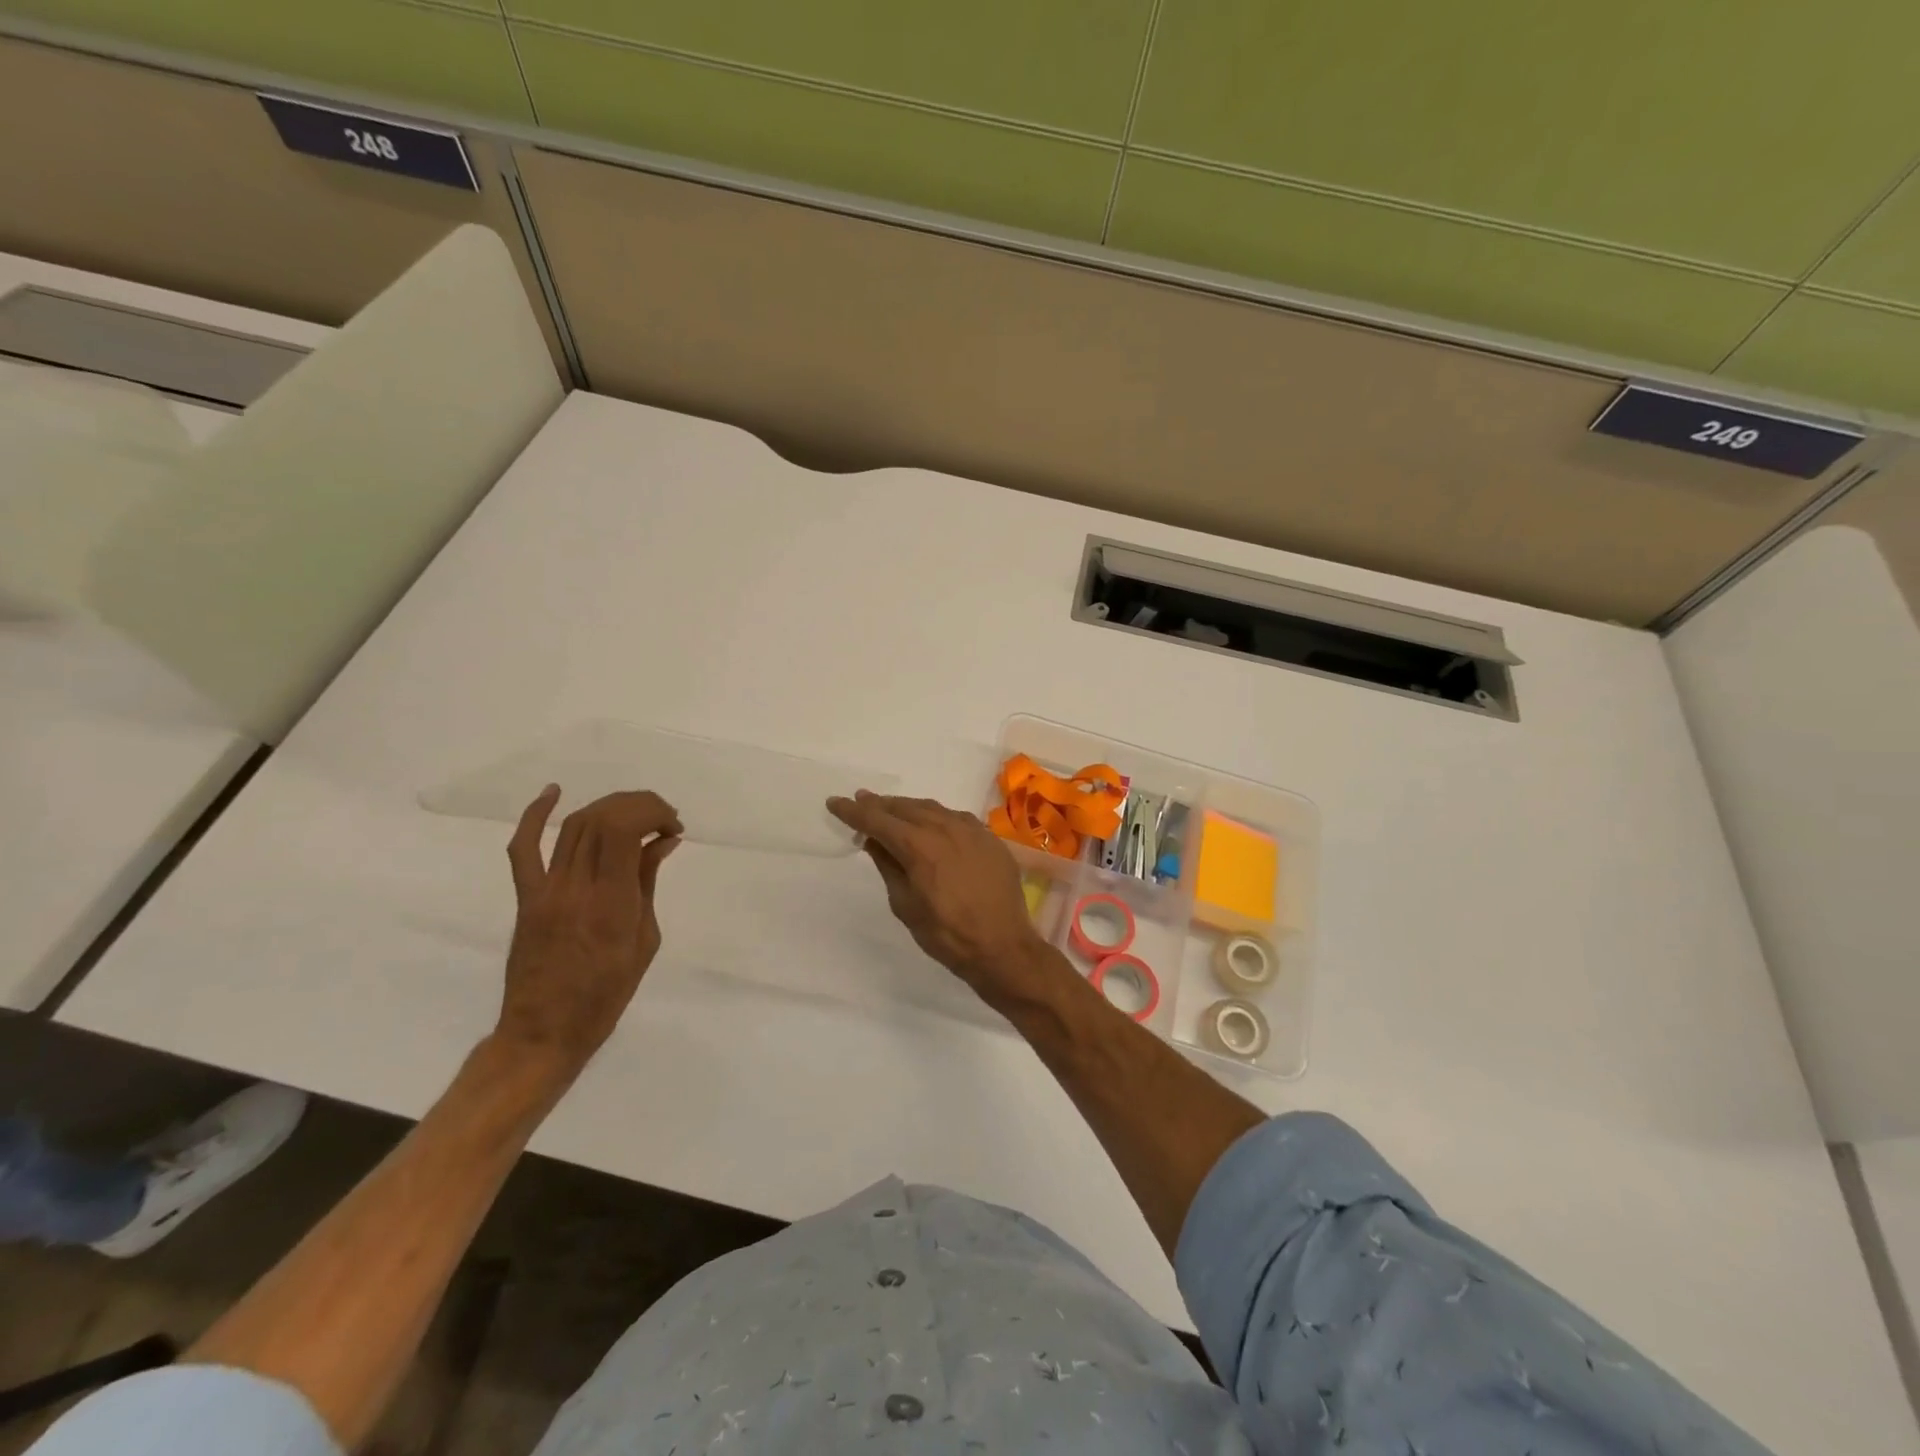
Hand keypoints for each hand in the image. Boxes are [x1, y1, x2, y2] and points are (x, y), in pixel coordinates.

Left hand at [495, 785, 682, 1079]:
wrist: (545, 1031)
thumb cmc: (607, 994)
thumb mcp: (644, 939)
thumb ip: (647, 884)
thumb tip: (662, 842)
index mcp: (611, 903)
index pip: (623, 829)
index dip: (652, 812)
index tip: (673, 827)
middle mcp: (575, 888)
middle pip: (601, 819)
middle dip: (639, 805)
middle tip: (662, 819)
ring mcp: (546, 890)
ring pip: (573, 825)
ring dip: (609, 808)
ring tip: (635, 815)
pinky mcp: (527, 897)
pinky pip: (524, 848)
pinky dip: (535, 815)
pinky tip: (554, 792)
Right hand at [827, 791, 1062, 1008]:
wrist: (1003, 946)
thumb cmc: (947, 934)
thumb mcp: (906, 905)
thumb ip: (889, 867)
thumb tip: (875, 841)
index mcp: (920, 846)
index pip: (878, 821)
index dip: (854, 812)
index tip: (835, 802)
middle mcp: (946, 828)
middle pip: (905, 808)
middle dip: (880, 805)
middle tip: (861, 800)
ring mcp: (972, 830)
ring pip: (932, 808)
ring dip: (908, 808)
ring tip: (891, 809)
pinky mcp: (989, 838)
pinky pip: (956, 818)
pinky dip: (936, 817)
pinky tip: (930, 822)